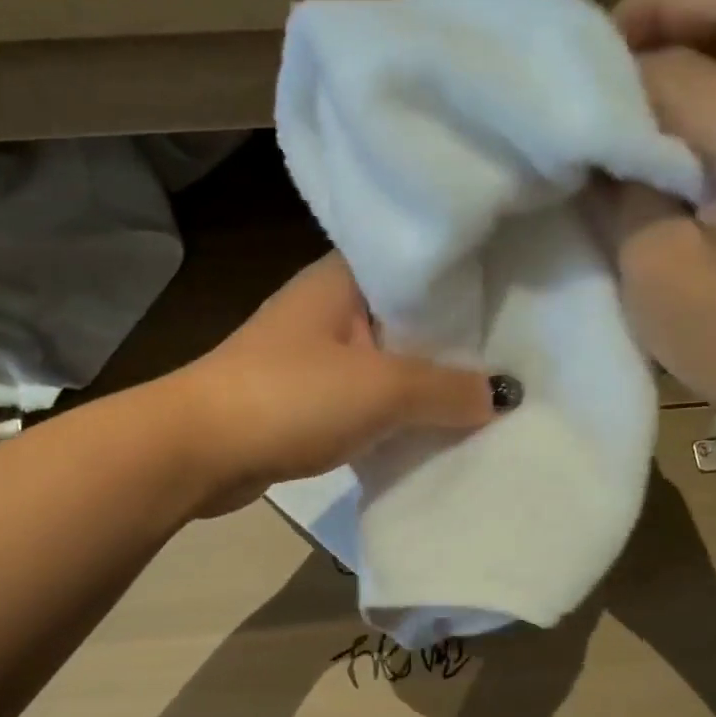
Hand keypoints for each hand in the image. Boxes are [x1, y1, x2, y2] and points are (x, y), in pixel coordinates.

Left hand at [171, 254, 496, 514]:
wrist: (199, 450)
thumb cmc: (291, 397)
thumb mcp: (382, 388)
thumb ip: (447, 388)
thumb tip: (503, 395)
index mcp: (341, 278)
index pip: (417, 266)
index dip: (466, 283)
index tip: (516, 301)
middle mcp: (326, 306)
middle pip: (405, 318)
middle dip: (452, 343)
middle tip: (515, 357)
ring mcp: (310, 353)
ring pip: (384, 362)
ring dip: (421, 383)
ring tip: (483, 397)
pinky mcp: (300, 398)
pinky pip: (361, 398)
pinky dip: (391, 413)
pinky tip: (428, 429)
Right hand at [587, 0, 715, 441]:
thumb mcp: (654, 273)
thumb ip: (624, 188)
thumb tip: (601, 135)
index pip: (684, 72)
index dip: (616, 76)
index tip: (564, 97)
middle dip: (674, 5)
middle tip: (607, 44)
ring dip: (694, 32)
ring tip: (627, 72)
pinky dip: (712, 71)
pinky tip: (662, 113)